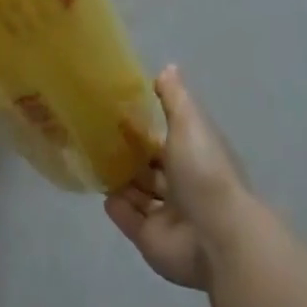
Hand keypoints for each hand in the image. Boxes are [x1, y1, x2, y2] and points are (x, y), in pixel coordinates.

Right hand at [106, 67, 262, 289]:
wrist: (215, 236)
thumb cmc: (204, 173)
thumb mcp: (190, 125)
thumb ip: (175, 99)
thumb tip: (167, 67)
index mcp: (195, 157)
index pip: (166, 140)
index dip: (144, 129)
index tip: (116, 114)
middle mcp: (182, 186)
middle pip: (150, 168)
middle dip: (128, 156)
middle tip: (95, 138)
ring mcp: (167, 215)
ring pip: (138, 192)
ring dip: (119, 180)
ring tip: (91, 161)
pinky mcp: (150, 239)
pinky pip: (128, 218)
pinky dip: (117, 206)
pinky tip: (103, 192)